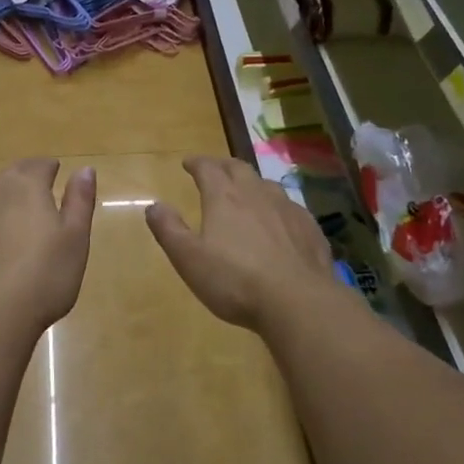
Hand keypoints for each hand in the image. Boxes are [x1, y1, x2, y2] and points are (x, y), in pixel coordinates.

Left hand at [0, 159, 96, 333]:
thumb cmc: (45, 274)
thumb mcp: (75, 237)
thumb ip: (80, 200)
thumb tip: (85, 169)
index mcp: (25, 186)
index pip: (39, 165)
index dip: (49, 169)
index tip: (56, 175)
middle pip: (9, 179)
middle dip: (24, 184)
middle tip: (37, 200)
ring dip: (0, 210)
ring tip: (14, 232)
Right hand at [145, 156, 334, 330]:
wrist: (297, 300)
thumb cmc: (235, 280)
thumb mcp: (189, 259)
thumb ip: (169, 230)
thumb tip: (153, 205)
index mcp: (224, 197)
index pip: (207, 168)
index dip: (196, 163)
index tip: (188, 163)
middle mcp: (256, 193)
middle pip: (238, 168)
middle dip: (223, 166)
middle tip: (215, 169)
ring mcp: (287, 208)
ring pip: (267, 185)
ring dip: (252, 183)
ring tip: (246, 191)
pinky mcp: (309, 227)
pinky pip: (289, 207)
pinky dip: (277, 206)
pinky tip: (278, 220)